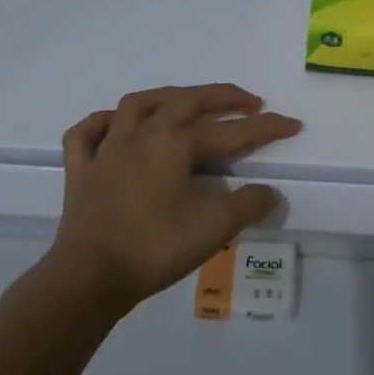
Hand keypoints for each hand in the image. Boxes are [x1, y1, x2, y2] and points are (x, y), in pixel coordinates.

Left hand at [47, 83, 302, 307]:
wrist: (89, 276)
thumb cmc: (155, 247)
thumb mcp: (213, 228)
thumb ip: (247, 205)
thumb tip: (272, 192)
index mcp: (175, 143)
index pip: (230, 131)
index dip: (266, 127)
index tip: (293, 124)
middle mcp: (141, 134)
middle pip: (186, 102)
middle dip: (222, 97)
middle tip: (248, 101)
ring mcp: (106, 149)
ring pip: (137, 105)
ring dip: (166, 97)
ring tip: (186, 101)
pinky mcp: (80, 170)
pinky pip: (86, 134)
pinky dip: (102, 124)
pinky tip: (115, 126)